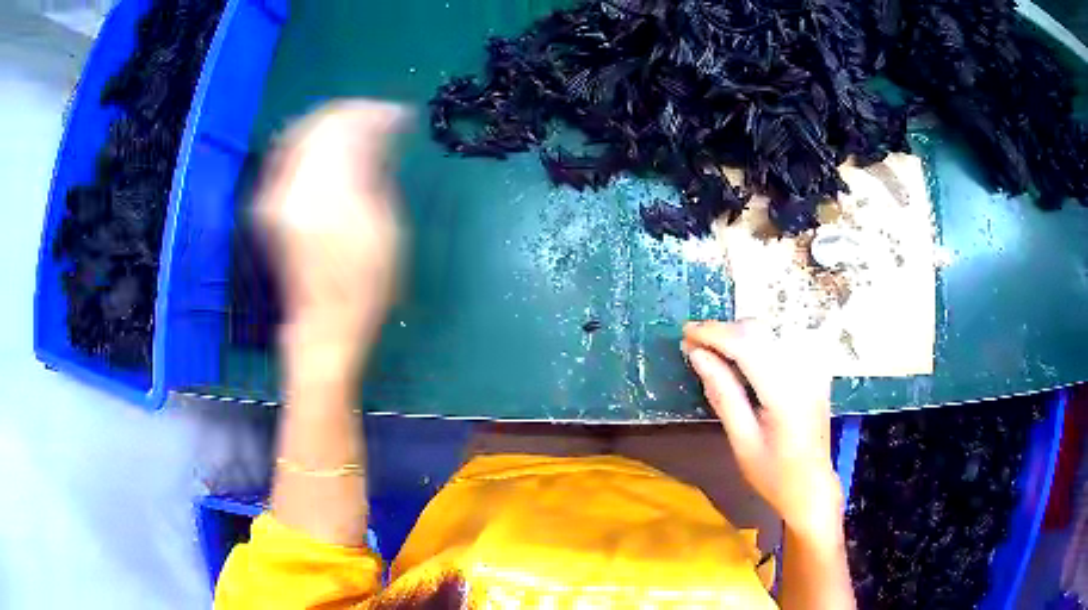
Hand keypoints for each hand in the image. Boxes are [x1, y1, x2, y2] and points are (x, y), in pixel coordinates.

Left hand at [257, 100, 406, 373]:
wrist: (325, 322)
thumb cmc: (366, 283)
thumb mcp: (385, 224)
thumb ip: (375, 169)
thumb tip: (380, 132)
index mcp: (326, 191)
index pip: (346, 126)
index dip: (375, 113)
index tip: (401, 116)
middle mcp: (293, 186)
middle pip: (318, 124)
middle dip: (353, 114)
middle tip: (383, 119)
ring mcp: (276, 194)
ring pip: (301, 134)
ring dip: (333, 125)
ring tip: (363, 131)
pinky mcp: (270, 202)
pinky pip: (290, 154)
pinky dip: (314, 142)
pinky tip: (335, 149)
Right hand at [682, 320, 841, 536]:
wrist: (812, 486)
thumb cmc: (774, 474)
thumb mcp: (742, 441)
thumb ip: (723, 394)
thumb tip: (697, 355)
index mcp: (785, 394)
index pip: (747, 345)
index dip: (713, 333)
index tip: (685, 333)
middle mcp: (804, 371)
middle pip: (759, 331)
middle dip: (723, 332)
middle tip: (694, 345)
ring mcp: (813, 368)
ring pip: (770, 332)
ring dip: (738, 335)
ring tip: (714, 352)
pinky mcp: (815, 369)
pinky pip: (782, 342)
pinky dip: (757, 343)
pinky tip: (742, 360)